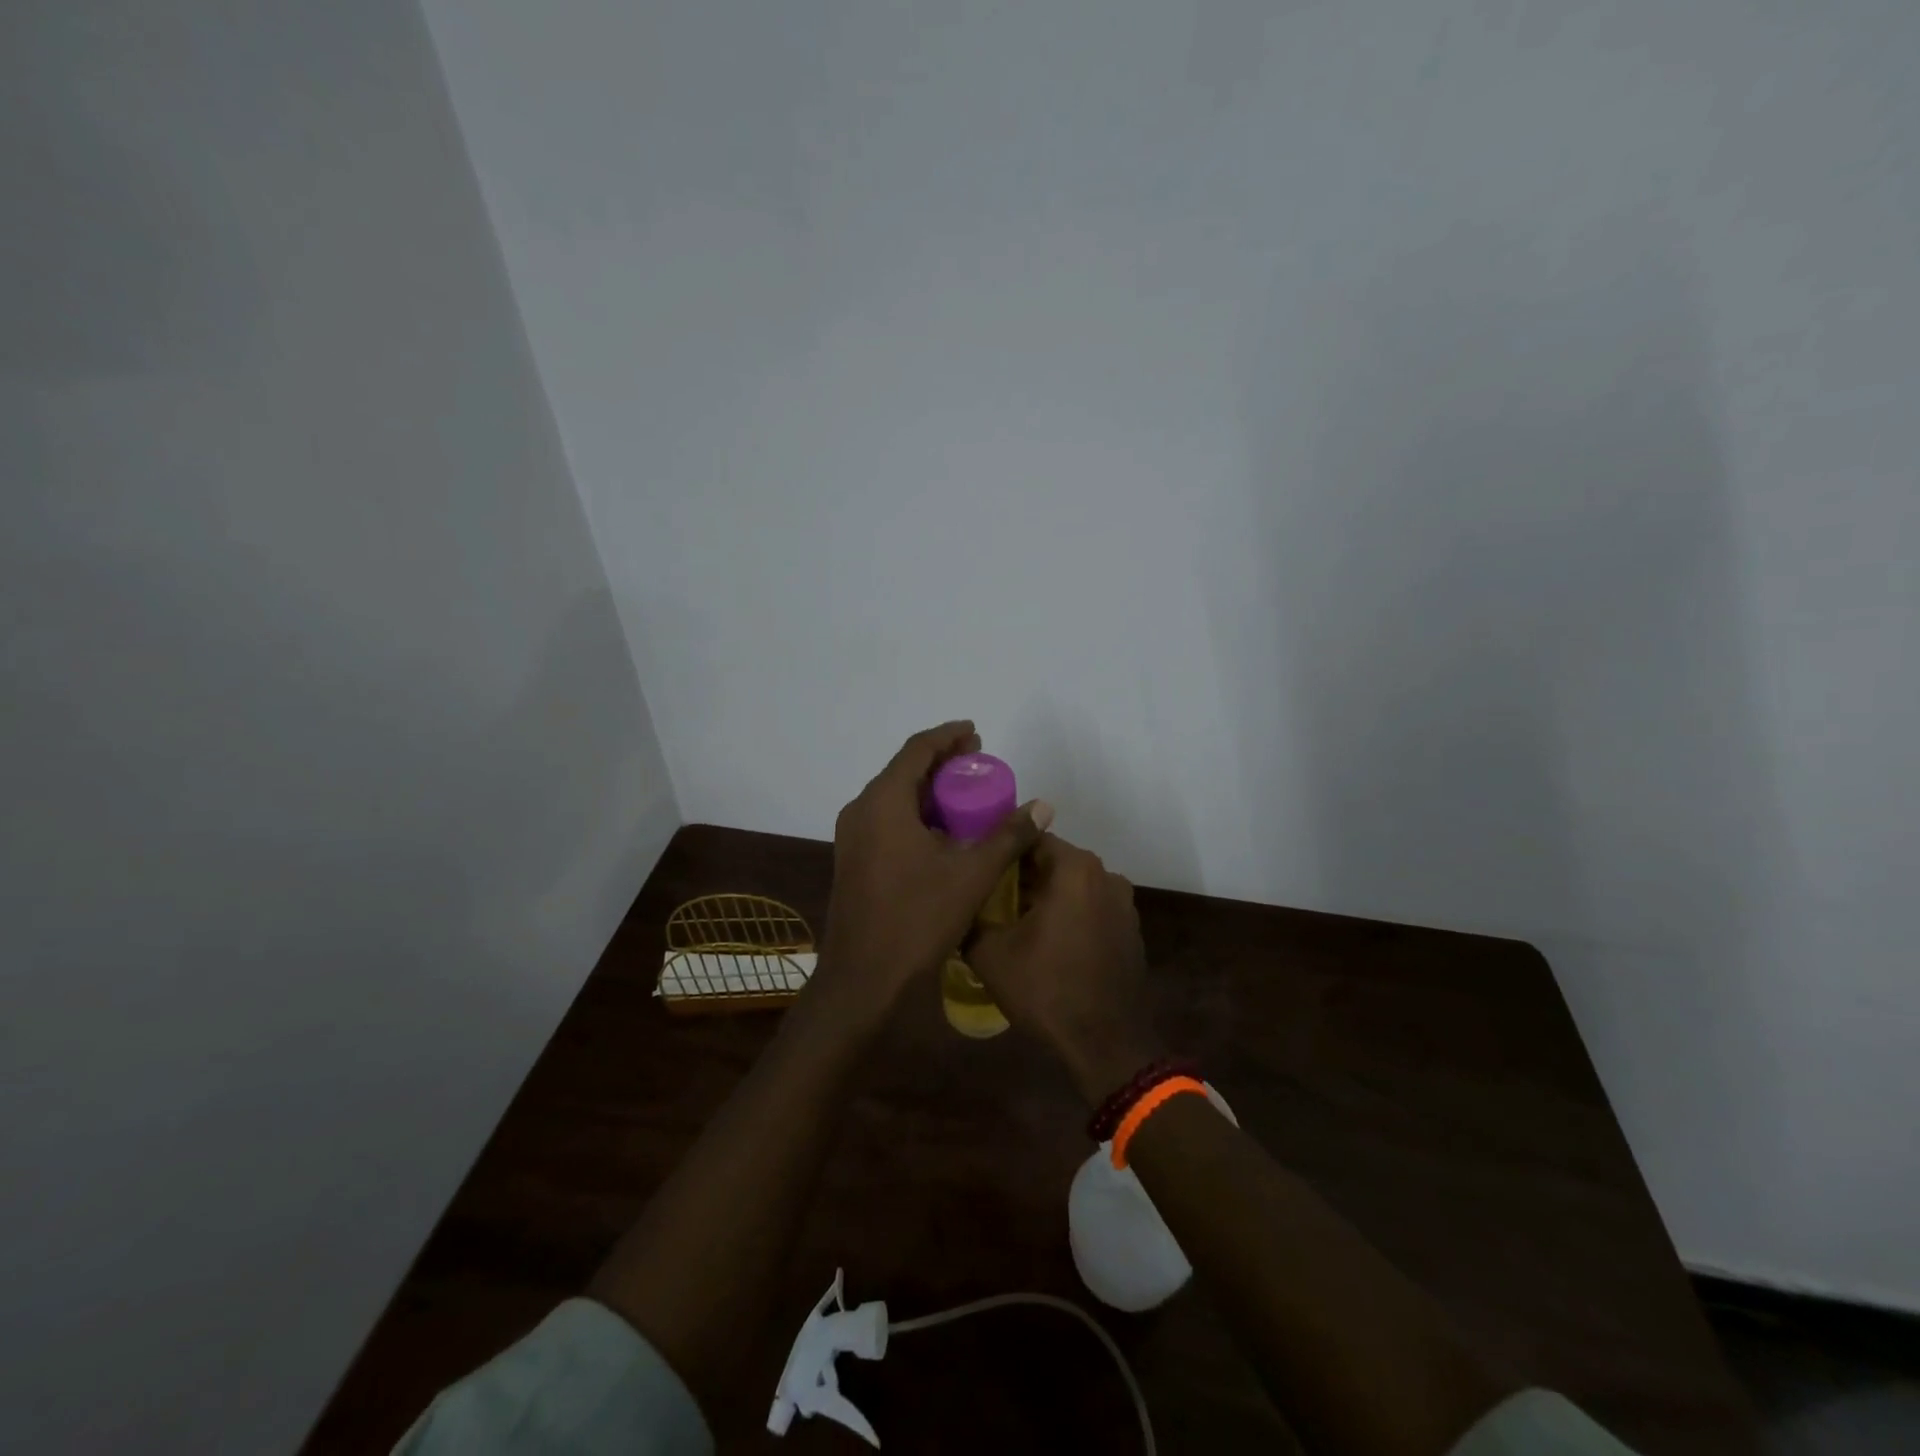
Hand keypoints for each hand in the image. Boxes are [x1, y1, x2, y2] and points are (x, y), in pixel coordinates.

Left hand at [816, 721, 1047, 1017]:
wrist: (863, 979)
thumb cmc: (917, 919)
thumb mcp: (971, 875)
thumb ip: (1008, 835)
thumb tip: (1043, 806)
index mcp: (883, 802)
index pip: (917, 750)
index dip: (948, 736)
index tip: (976, 733)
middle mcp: (861, 810)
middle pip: (904, 771)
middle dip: (942, 763)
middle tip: (979, 762)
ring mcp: (853, 837)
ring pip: (894, 797)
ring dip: (929, 790)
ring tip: (967, 794)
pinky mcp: (854, 860)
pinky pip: (887, 821)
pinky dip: (916, 815)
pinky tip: (943, 832)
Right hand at [969, 833, 1166, 1105]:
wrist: (1105, 1044)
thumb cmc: (1046, 990)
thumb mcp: (990, 953)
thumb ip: (970, 916)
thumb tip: (957, 903)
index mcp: (1074, 868)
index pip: (1030, 837)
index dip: (1001, 851)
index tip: (979, 869)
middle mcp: (1105, 874)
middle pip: (1053, 861)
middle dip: (1021, 876)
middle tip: (989, 897)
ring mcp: (1123, 903)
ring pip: (1072, 886)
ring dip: (1046, 896)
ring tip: (1013, 921)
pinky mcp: (1130, 929)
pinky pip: (1090, 907)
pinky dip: (1069, 915)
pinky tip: (1046, 942)